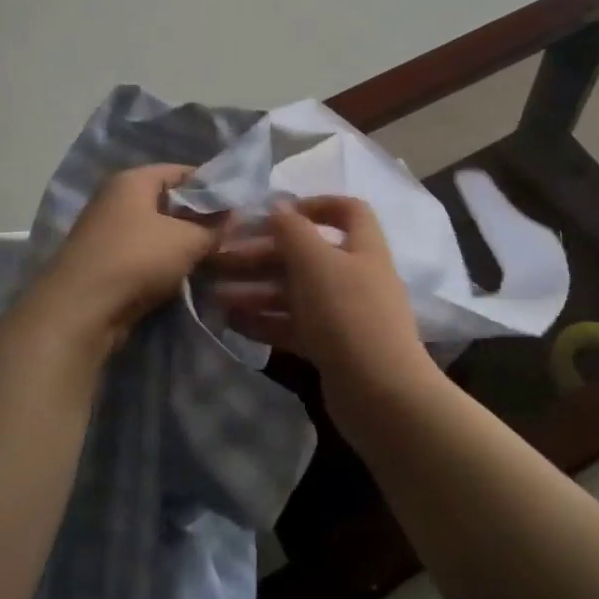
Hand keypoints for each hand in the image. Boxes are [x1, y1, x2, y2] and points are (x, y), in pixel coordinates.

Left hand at [34, 164, 222, 348]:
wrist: (81, 310)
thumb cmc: (137, 259)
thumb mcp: (188, 241)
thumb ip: (215, 227)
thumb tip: (233, 217)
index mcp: (133, 180)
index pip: (182, 171)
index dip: (212, 187)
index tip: (238, 206)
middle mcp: (115, 198)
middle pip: (168, 201)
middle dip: (198, 217)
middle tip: (229, 234)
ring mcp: (106, 230)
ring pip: (156, 230)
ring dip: (181, 243)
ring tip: (212, 257)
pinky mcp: (103, 261)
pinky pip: (143, 253)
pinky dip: (163, 261)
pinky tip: (185, 276)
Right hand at [213, 196, 430, 393]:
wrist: (380, 393)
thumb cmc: (347, 313)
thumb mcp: (315, 262)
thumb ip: (293, 230)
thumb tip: (278, 207)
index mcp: (363, 248)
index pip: (348, 211)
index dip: (315, 204)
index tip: (276, 214)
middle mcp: (356, 276)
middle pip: (308, 255)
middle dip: (264, 255)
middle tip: (223, 260)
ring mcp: (345, 315)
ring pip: (296, 293)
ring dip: (257, 290)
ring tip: (218, 297)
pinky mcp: (332, 348)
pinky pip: (294, 326)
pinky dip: (265, 321)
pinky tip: (233, 323)